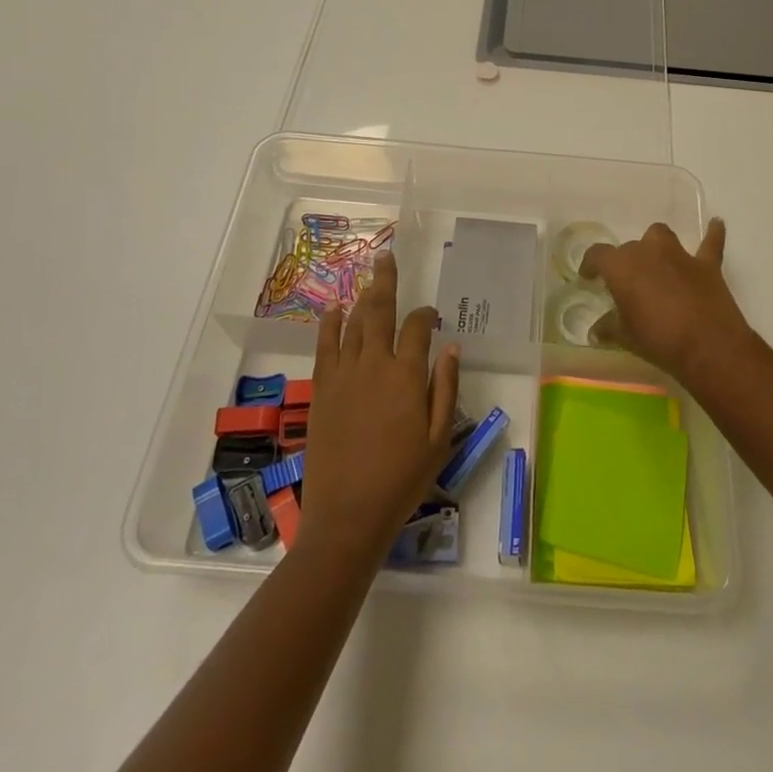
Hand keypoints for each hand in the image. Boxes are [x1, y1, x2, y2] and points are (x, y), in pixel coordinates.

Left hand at [301, 252, 459, 566]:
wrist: (348, 514)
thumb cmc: (402, 479)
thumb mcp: (440, 438)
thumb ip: (445, 388)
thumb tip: (450, 346)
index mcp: (407, 375)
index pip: (417, 327)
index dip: (425, 315)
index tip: (431, 315)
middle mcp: (374, 364)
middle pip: (379, 310)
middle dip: (386, 281)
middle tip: (387, 257)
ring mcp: (344, 374)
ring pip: (353, 323)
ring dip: (362, 298)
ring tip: (368, 278)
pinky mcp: (322, 389)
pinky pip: (325, 346)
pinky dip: (330, 324)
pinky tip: (334, 309)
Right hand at [580, 219, 753, 382]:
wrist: (708, 346)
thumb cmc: (658, 339)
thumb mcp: (626, 337)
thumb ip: (609, 328)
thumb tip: (596, 331)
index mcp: (622, 266)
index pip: (597, 254)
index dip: (590, 264)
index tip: (589, 277)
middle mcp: (648, 251)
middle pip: (630, 248)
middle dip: (626, 263)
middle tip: (627, 286)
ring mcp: (680, 255)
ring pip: (661, 235)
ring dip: (656, 246)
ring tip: (656, 260)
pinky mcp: (707, 264)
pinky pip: (710, 242)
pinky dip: (712, 233)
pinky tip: (715, 224)